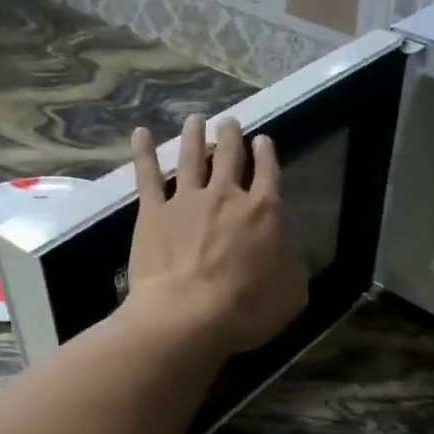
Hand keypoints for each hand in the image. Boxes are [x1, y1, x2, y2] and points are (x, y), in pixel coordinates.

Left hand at [128, 116, 307, 355]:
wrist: (189, 313)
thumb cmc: (247, 308)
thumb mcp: (291, 292)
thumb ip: (292, 265)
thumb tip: (287, 252)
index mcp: (264, 212)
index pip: (268, 174)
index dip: (267, 155)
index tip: (263, 140)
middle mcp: (226, 196)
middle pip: (229, 157)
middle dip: (230, 137)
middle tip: (228, 122)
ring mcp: (187, 201)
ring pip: (192, 158)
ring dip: (194, 137)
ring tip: (195, 120)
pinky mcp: (153, 213)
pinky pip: (147, 176)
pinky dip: (144, 153)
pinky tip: (141, 133)